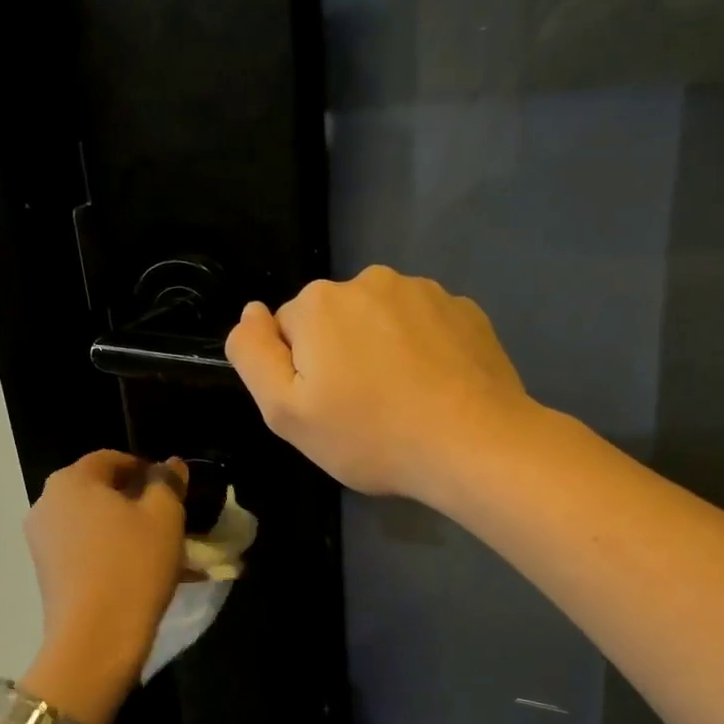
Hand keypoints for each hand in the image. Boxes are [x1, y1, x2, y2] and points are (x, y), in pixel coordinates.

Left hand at [22, 451, 186, 722]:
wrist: (96, 638)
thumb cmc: (134, 565)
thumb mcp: (165, 516)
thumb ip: (168, 483)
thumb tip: (170, 464)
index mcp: (72, 480)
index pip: (112, 459)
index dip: (146, 468)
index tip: (173, 489)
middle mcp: (47, 503)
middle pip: (99, 491)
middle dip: (135, 500)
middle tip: (169, 519)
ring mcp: (41, 541)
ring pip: (93, 523)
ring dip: (125, 529)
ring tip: (159, 549)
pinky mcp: (47, 573)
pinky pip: (85, 550)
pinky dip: (111, 552)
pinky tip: (140, 571)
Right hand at [226, 265, 534, 500]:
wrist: (473, 444)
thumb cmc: (371, 436)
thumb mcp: (286, 413)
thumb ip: (253, 356)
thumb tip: (250, 312)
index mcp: (319, 303)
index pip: (288, 331)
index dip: (300, 374)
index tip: (326, 408)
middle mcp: (370, 280)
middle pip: (335, 321)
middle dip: (340, 356)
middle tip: (363, 410)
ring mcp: (424, 291)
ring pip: (382, 320)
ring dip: (382, 350)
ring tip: (403, 402)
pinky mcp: (465, 310)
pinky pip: (426, 326)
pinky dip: (423, 351)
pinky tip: (436, 390)